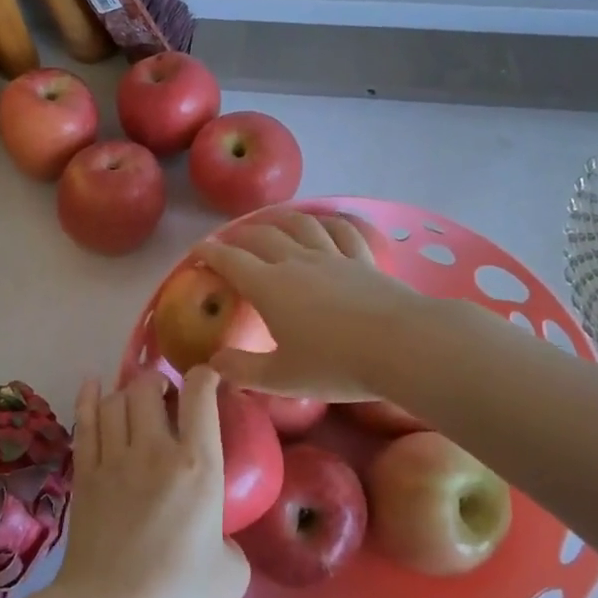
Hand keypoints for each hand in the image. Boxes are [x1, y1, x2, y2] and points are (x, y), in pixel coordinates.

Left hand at [53, 367, 249, 597]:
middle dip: (158, 381)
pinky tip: (92, 385)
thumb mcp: (232, 572)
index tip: (210, 378)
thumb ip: (230, 541)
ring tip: (135, 396)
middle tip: (166, 395)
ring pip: (114, 400)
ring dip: (127, 391)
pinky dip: (89, 398)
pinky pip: (84, 422)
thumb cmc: (179, 596)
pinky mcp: (84, 474)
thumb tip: (216, 534)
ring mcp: (113, 459)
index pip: (201, 396)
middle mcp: (154, 449)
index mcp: (198, 465)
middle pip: (148, 388)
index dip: (206, 376)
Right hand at [196, 211, 432, 401]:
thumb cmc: (336, 364)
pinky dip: (327, 221)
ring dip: (279, 219)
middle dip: (239, 235)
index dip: (209, 253)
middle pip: (261, 236)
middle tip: (228, 241)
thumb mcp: (282, 378)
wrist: (402, 346)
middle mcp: (297, 262)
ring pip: (300, 225)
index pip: (231, 261)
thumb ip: (243, 370)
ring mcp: (333, 256)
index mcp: (270, 287)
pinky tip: (324, 221)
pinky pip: (342, 230)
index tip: (196, 251)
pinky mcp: (363, 259)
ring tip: (270, 221)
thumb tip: (212, 364)